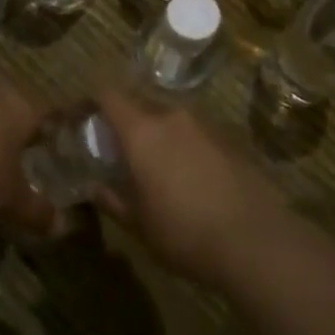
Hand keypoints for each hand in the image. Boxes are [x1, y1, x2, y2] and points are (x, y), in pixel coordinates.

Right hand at [92, 90, 269, 282]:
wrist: (256, 241)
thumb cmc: (185, 233)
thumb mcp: (138, 224)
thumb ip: (112, 199)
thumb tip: (95, 188)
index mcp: (143, 130)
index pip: (108, 93)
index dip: (89, 99)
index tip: (78, 116)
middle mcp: (173, 116)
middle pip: (139, 102)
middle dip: (122, 120)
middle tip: (114, 148)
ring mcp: (205, 124)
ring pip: (168, 118)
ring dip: (154, 133)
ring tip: (151, 165)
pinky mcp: (229, 138)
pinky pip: (193, 132)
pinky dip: (180, 144)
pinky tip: (186, 176)